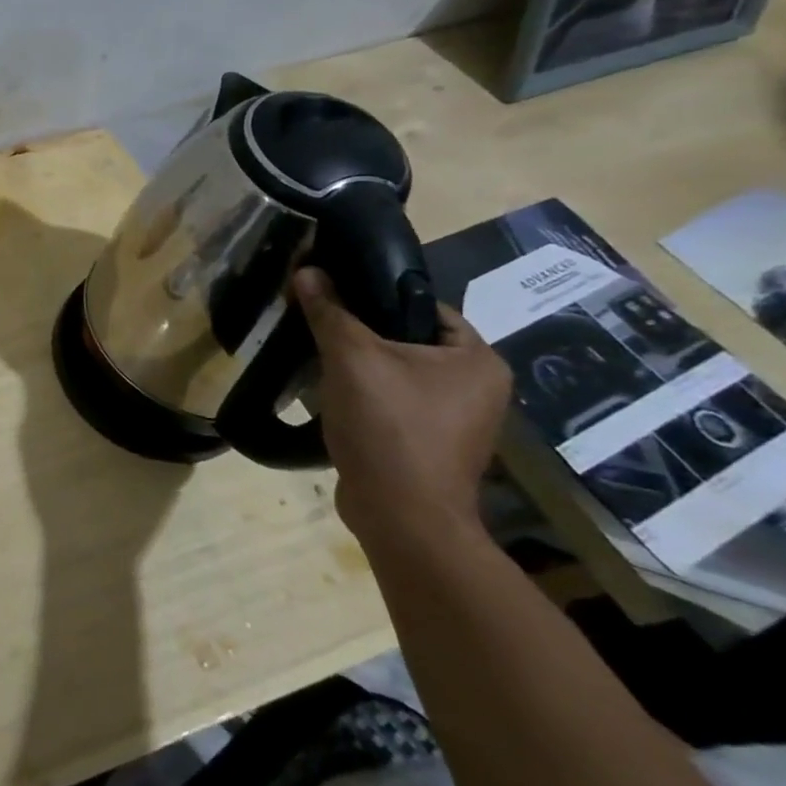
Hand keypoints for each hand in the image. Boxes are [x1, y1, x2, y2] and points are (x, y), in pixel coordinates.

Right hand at [292, 267, 511, 549]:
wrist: (401, 515)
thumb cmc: (389, 426)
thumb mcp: (351, 357)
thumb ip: (329, 310)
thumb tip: (307, 270)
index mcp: (478, 360)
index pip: (423, 306)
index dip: (375, 295)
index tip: (333, 294)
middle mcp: (478, 388)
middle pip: (408, 339)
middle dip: (361, 332)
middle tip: (318, 323)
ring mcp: (457, 420)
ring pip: (397, 373)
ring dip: (359, 365)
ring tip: (318, 356)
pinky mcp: (430, 444)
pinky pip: (394, 402)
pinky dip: (364, 394)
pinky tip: (332, 393)